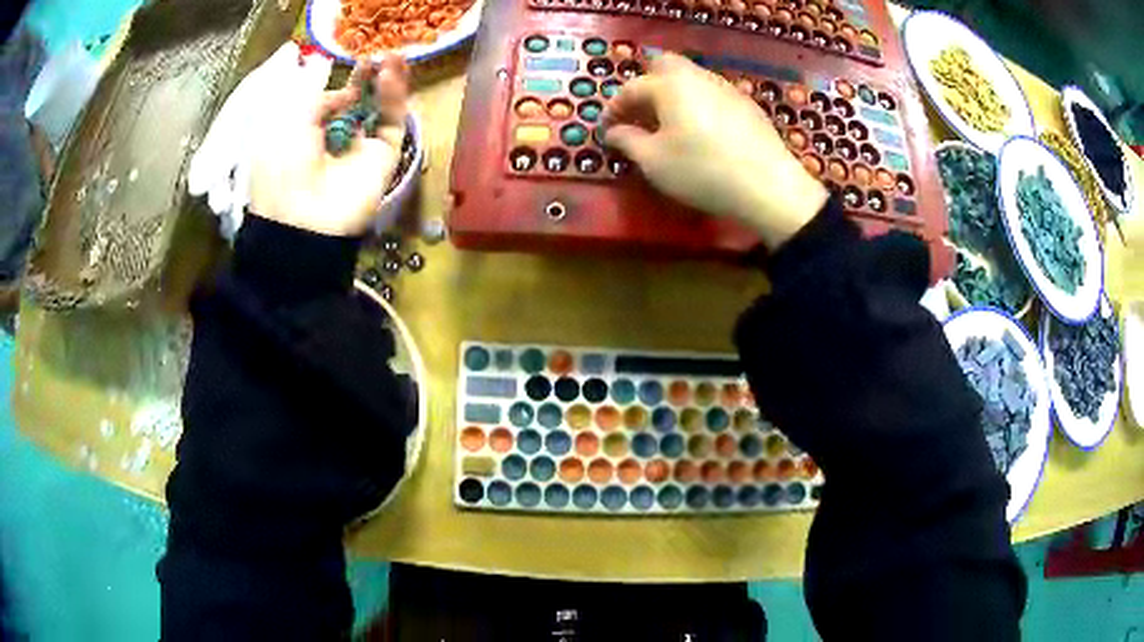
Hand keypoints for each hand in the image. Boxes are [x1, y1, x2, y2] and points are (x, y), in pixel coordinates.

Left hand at [249, 55, 409, 237]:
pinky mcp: (384, 157)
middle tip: (375, 55)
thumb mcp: (289, 119)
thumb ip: (319, 97)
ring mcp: (361, 149)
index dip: (342, 84)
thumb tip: (346, 93)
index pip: (331, 105)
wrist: (301, 216)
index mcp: (306, 136)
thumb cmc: (282, 165)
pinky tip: (390, 74)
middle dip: (367, 79)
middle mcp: (335, 141)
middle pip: (359, 103)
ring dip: (386, 82)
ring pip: (380, 109)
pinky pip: (391, 122)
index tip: (351, 66)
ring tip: (390, 56)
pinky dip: (394, 98)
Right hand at [603, 53, 827, 248]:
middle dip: (646, 86)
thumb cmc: (702, 171)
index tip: (606, 131)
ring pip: (691, 79)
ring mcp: (726, 88)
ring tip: (667, 126)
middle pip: (664, 66)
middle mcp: (698, 77)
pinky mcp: (747, 105)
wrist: (769, 186)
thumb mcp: (654, 162)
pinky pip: (712, 94)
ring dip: (672, 95)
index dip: (613, 109)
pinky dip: (697, 105)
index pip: (631, 88)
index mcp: (670, 85)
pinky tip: (700, 132)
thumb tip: (613, 132)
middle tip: (639, 115)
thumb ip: (628, 141)